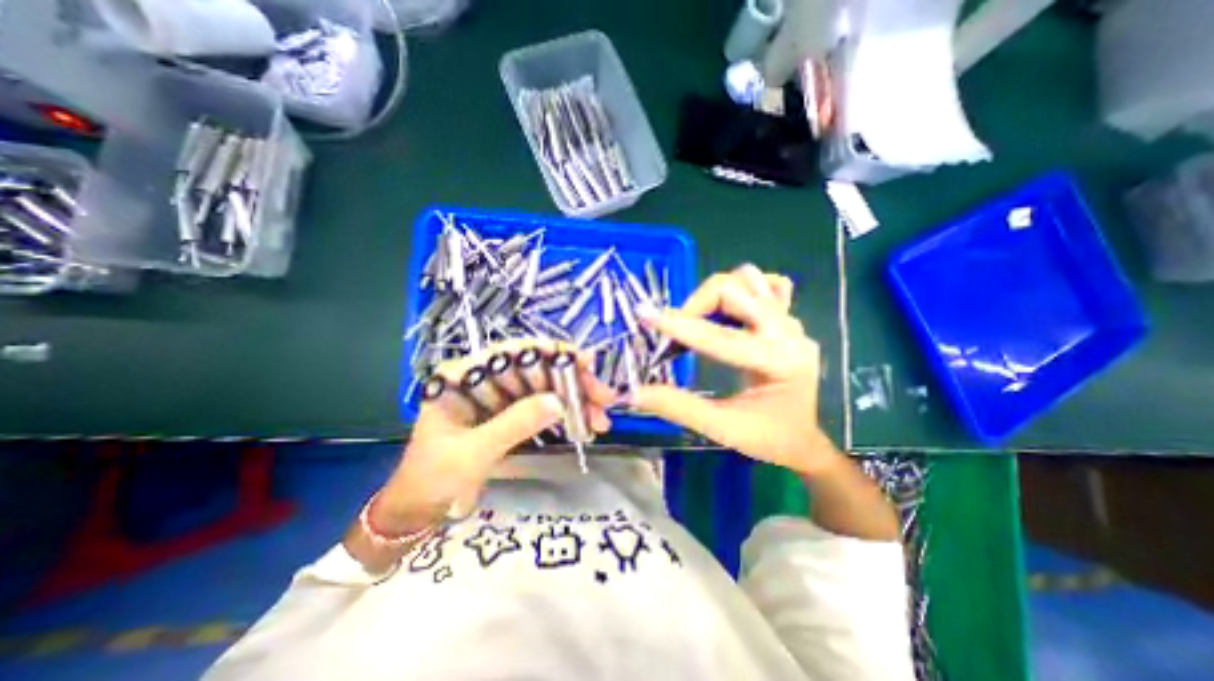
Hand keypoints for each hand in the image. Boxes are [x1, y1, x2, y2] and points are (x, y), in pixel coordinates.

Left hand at [373, 339, 617, 532]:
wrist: (420, 512)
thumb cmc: (432, 479)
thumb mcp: (471, 453)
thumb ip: (513, 425)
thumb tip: (558, 402)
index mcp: (464, 375)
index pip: (512, 351)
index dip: (550, 352)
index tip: (584, 361)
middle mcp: (484, 379)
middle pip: (535, 369)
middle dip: (572, 381)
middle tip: (603, 398)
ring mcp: (499, 397)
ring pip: (544, 388)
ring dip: (574, 401)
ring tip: (600, 419)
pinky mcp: (509, 415)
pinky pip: (542, 408)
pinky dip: (565, 416)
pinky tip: (584, 426)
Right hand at [632, 263, 830, 476]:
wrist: (802, 440)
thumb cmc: (767, 438)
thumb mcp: (721, 429)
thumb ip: (678, 407)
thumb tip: (635, 393)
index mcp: (778, 363)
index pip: (719, 337)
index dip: (678, 327)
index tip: (645, 315)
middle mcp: (789, 333)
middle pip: (735, 289)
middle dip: (697, 304)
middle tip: (675, 329)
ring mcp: (791, 322)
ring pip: (750, 280)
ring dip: (717, 294)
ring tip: (699, 319)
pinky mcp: (788, 319)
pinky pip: (768, 286)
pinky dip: (743, 289)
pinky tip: (731, 310)